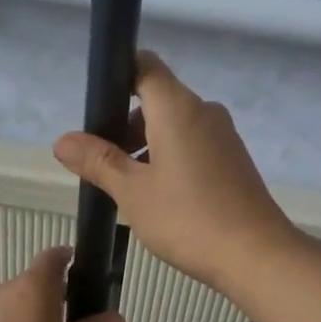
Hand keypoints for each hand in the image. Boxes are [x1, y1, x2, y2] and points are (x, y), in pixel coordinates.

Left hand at [0, 246, 124, 321]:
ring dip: (30, 316)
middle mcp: (4, 294)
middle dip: (51, 295)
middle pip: (31, 283)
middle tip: (73, 321)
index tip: (80, 270)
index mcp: (33, 289)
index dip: (66, 259)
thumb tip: (115, 318)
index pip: (51, 258)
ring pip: (13, 306)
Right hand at [53, 51, 300, 295]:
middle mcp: (204, 112)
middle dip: (125, 125)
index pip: (144, 66)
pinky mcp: (234, 161)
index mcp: (178, 108)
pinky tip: (160, 199)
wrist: (257, 255)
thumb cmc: (189, 219)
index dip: (117, 76)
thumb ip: (98, 161)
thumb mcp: (133, 192)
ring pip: (174, 126)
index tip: (95, 108)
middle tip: (102, 164)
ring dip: (146, 147)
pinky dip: (170, 160)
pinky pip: (193, 146)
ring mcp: (224, 136)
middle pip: (156, 100)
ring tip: (127, 189)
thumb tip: (63, 140)